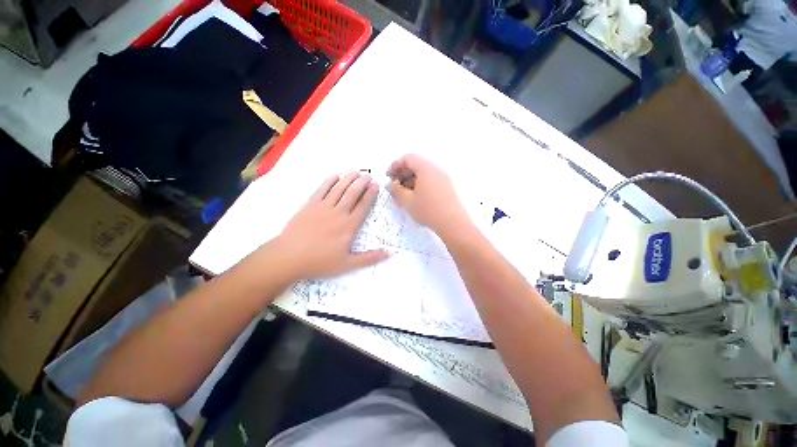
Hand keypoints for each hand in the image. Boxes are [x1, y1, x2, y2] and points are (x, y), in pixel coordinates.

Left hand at [275, 172, 388, 278]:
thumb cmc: (320, 262)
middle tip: (368, 175)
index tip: (376, 185)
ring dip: (348, 179)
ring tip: (355, 172)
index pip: (363, 206)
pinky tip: (335, 175)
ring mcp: (323, 207)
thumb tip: (389, 254)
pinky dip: (329, 181)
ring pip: (339, 189)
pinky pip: (321, 190)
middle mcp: (338, 213)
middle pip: (352, 194)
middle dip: (362, 183)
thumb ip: (369, 258)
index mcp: (349, 226)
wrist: (288, 257)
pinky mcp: (310, 205)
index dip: (370, 194)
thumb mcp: (347, 264)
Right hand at [387, 154, 470, 235]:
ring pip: (423, 173)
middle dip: (403, 173)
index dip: (396, 165)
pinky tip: (415, 197)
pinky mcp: (446, 186)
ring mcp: (443, 178)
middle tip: (395, 185)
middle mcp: (436, 169)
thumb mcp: (408, 201)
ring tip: (403, 194)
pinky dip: (420, 184)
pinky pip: (430, 180)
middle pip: (416, 164)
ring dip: (411, 180)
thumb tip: (391, 184)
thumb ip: (396, 190)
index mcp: (426, 168)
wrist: (453, 223)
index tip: (389, 176)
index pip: (408, 158)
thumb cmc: (428, 210)